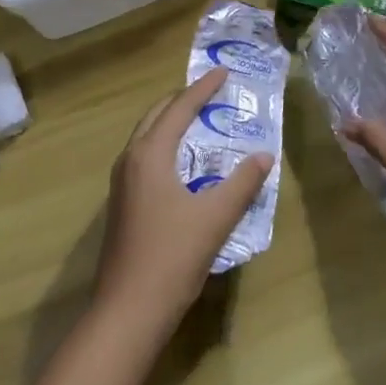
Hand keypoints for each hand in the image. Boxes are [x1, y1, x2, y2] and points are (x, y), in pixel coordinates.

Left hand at [92, 69, 273, 335]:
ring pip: (147, 136)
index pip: (179, 108)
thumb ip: (242, 184)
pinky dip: (164, 145)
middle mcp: (130, 159)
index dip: (203, 88)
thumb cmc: (171, 258)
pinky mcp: (122, 204)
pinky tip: (183, 164)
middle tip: (211, 92)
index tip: (223, 72)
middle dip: (183, 100)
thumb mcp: (215, 219)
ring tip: (199, 120)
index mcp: (150, 154)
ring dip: (171, 122)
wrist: (126, 312)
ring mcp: (121, 183)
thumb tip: (265, 155)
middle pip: (157, 115)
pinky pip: (144, 156)